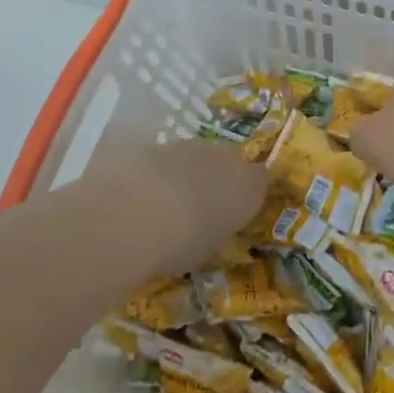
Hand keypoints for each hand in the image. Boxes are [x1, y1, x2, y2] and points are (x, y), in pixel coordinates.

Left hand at [77, 139, 264, 276]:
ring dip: (182, 175)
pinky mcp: (155, 142)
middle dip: (213, 181)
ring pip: (192, 158)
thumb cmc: (183, 242)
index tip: (231, 214)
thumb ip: (213, 232)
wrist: (135, 211)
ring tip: (159, 206)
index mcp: (249, 185)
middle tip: (194, 210)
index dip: (244, 195)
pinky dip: (153, 173)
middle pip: (226, 163)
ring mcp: (189, 145)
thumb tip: (206, 230)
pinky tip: (134, 197)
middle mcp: (226, 157)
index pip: (259, 181)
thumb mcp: (207, 250)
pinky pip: (161, 159)